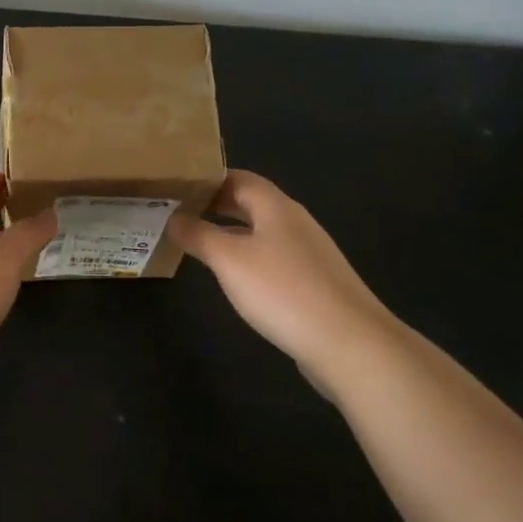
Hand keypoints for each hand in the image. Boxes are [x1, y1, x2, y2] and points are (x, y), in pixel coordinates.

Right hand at [170, 170, 403, 384]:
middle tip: (181, 214)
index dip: (208, 179)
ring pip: (263, 232)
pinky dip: (250, 259)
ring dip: (232, 233)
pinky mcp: (316, 283)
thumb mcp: (229, 260)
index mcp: (276, 207)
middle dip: (217, 206)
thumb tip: (173, 217)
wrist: (349, 343)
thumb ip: (198, 235)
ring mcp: (309, 254)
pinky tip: (238, 280)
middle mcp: (295, 223)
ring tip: (200, 244)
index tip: (178, 187)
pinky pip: (275, 259)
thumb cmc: (282, 290)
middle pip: (252, 204)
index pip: (239, 178)